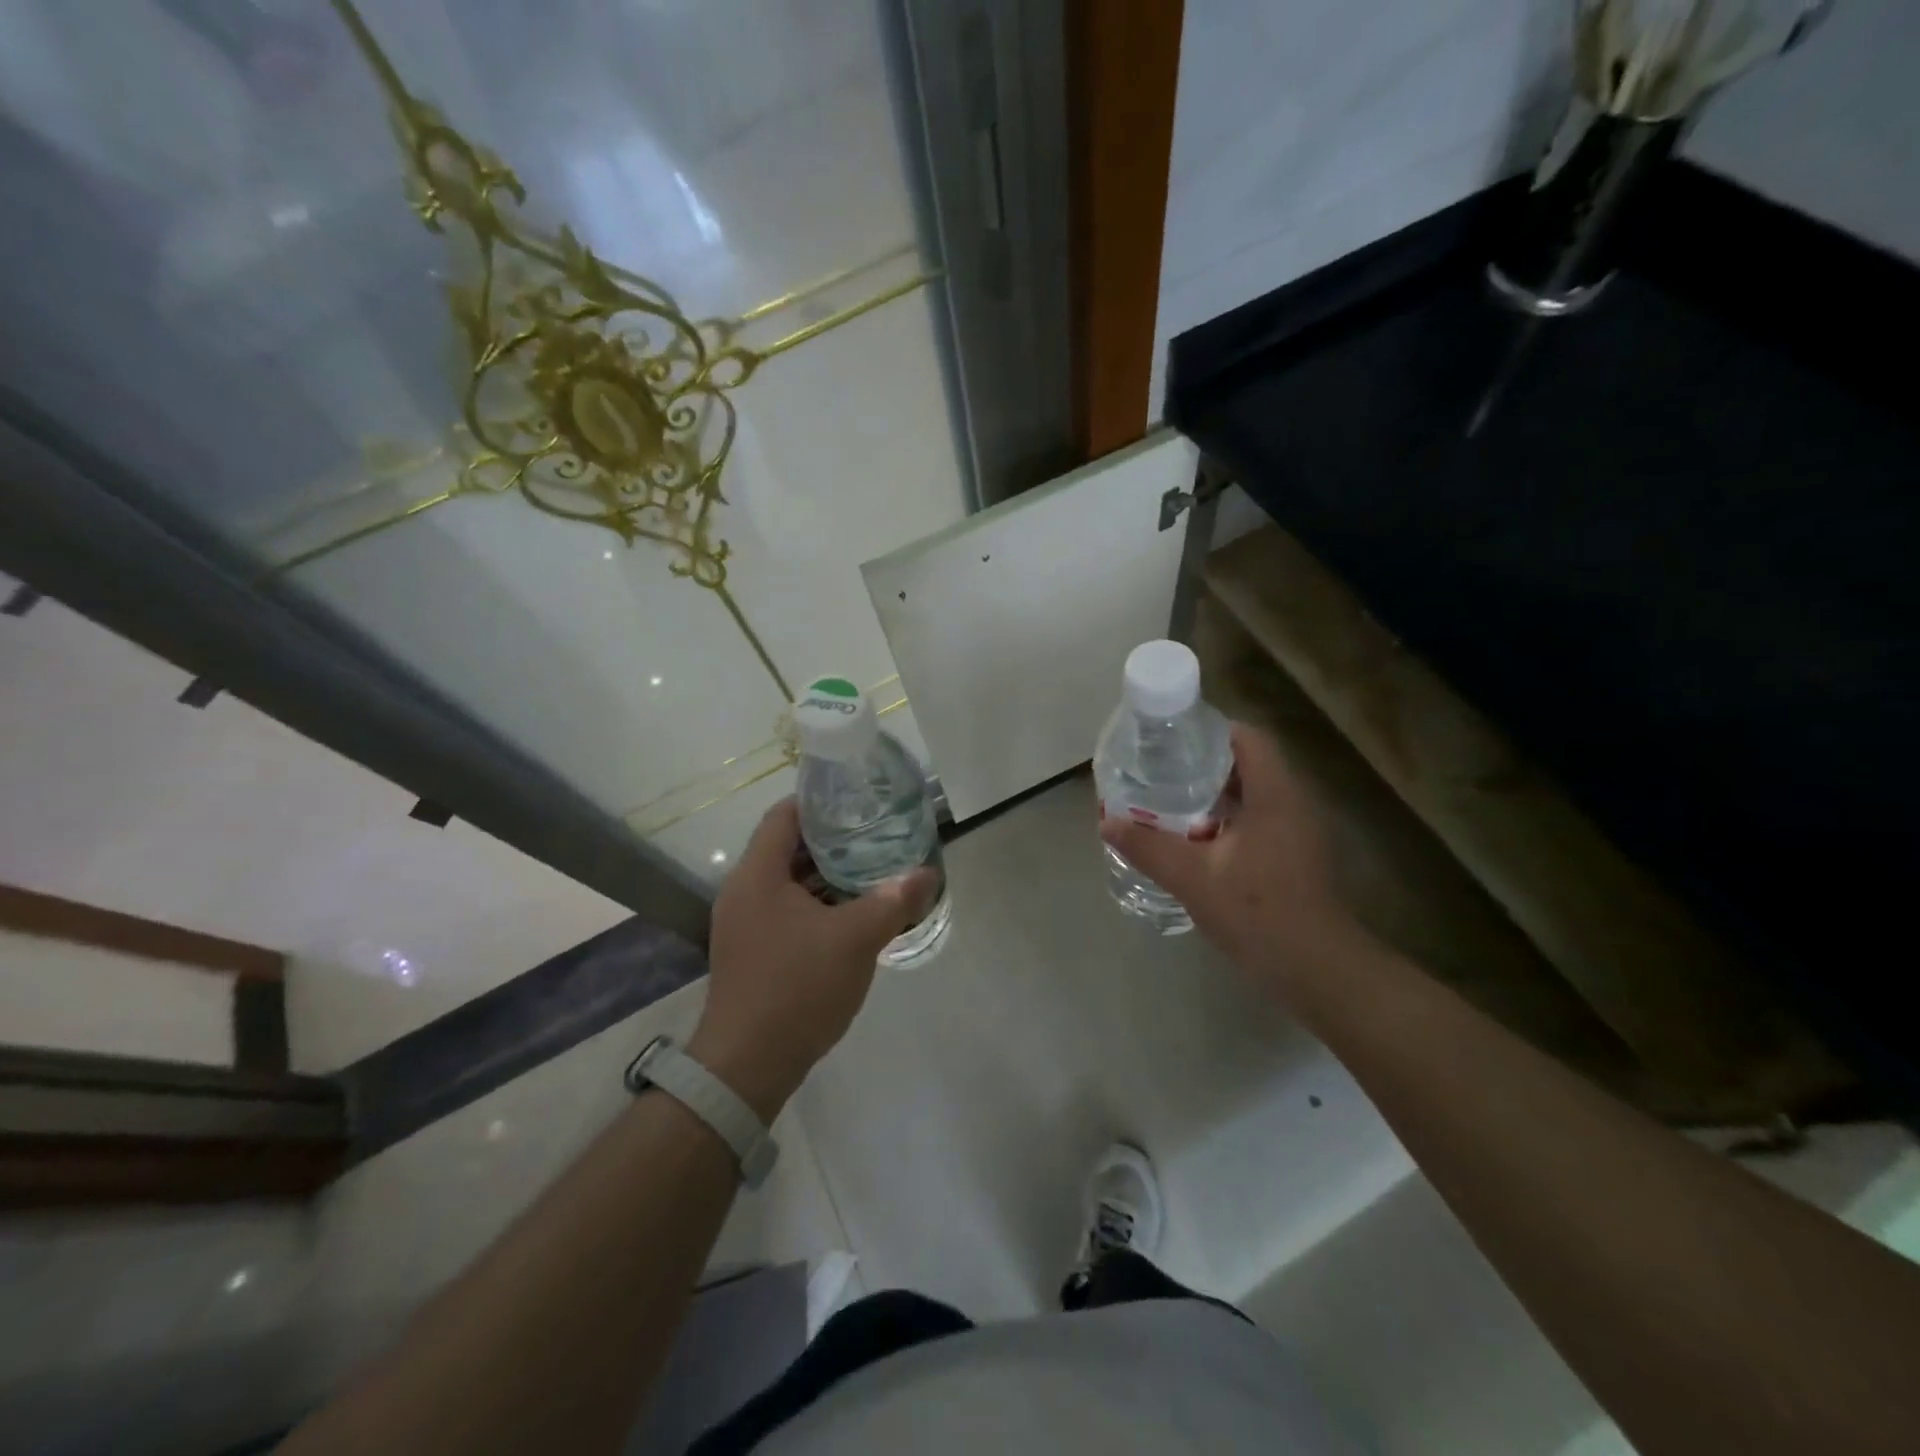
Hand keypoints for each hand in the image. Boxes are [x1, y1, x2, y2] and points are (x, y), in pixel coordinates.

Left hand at [690, 798, 938, 1119]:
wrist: (748, 1065)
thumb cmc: (798, 987)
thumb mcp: (856, 939)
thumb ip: (894, 900)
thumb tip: (928, 874)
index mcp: (758, 875)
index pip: (785, 815)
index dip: (820, 800)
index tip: (857, 798)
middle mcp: (743, 891)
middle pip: (787, 847)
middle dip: (831, 839)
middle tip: (875, 833)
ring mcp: (744, 924)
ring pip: (788, 882)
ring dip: (826, 875)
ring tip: (871, 868)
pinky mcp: (751, 951)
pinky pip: (785, 910)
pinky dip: (816, 904)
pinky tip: (851, 914)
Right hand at [1101, 722, 1364, 999]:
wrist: (1315, 968)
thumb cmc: (1257, 913)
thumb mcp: (1192, 878)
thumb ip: (1148, 847)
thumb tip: (1107, 822)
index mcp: (1274, 795)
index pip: (1247, 738)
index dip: (1209, 731)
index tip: (1171, 740)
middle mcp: (1293, 802)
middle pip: (1249, 762)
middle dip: (1204, 763)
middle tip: (1161, 771)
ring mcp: (1300, 830)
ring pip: (1255, 793)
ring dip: (1216, 793)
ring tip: (1171, 800)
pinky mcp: (1298, 854)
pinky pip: (1260, 818)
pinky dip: (1229, 818)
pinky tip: (1198, 839)